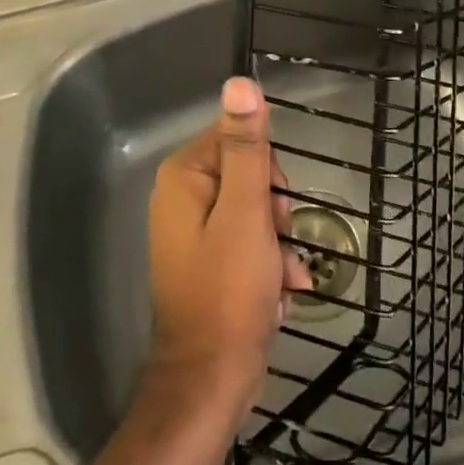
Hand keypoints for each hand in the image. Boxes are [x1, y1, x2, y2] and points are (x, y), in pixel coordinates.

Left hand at [146, 77, 309, 413]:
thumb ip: (247, 147)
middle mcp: (182, 197)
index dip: (267, 170)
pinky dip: (268, 265)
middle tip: (278, 240)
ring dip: (277, 244)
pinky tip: (278, 295)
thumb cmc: (229, 291)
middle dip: (275, 210)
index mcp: (184, 176)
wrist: (211, 382)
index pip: (238, 138)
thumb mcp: (246, 212)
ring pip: (254, 212)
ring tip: (281, 278)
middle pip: (249, 175)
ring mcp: (193, 232)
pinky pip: (247, 244)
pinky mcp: (206, 262)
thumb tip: (240, 83)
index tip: (275, 206)